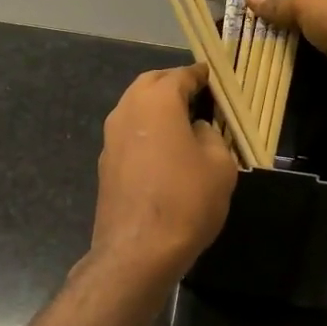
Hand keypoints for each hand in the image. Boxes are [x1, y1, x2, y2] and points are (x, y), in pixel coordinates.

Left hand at [90, 64, 238, 278]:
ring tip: (183, 121)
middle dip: (173, 84)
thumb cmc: (186, 200)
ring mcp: (111, 137)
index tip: (213, 77)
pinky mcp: (106, 163)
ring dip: (157, 107)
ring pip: (135, 108)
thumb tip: (197, 130)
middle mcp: (127, 110)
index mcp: (156, 101)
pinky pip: (129, 133)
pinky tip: (164, 149)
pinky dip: (146, 131)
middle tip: (197, 95)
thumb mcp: (220, 164)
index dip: (199, 75)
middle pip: (150, 84)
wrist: (138, 250)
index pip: (180, 75)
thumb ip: (211, 135)